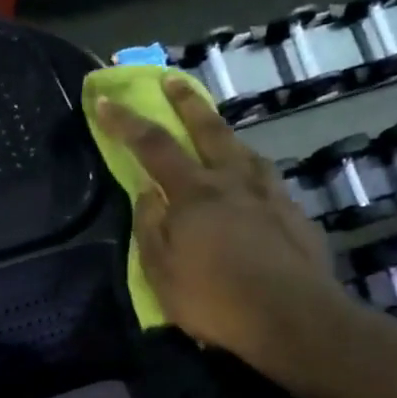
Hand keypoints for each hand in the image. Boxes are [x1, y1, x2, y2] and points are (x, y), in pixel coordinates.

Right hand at [97, 76, 349, 382]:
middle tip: (173, 80)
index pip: (152, 146)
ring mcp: (268, 194)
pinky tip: (252, 176)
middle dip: (186, 103)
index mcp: (194, 193)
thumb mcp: (161, 272)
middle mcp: (232, 181)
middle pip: (208, 129)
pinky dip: (250, 166)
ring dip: (223, 131)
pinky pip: (265, 177)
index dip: (125, 122)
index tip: (104, 100)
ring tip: (215, 126)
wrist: (292, 317)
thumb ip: (150, 228)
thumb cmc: (215, 299)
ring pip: (243, 149)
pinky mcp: (293, 213)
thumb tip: (146, 193)